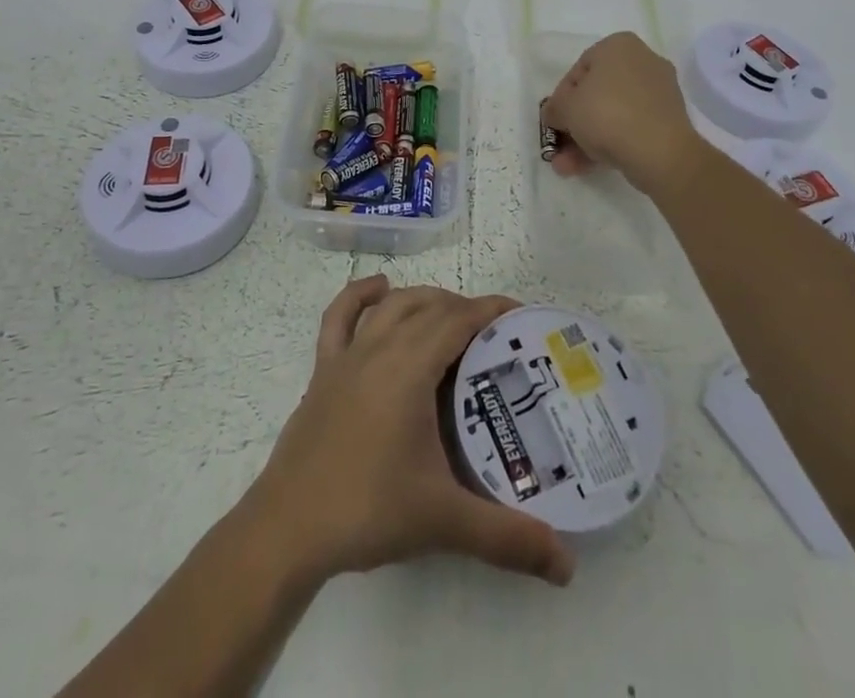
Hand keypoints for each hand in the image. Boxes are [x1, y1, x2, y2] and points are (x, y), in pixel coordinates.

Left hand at [244, 275, 574, 587]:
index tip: (520, 315)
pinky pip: (339, 317)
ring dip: (423, 300)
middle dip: (465, 309)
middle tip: (495, 336)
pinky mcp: (323, 371)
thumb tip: (567, 565)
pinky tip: (378, 289)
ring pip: (391, 306)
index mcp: (409, 368)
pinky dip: (360, 295)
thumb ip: (507, 538)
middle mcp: (379, 348)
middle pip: (428, 308)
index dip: (490, 311)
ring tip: (450, 314)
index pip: (458, 320)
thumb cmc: (367, 510)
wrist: (288, 527)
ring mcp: (346, 356)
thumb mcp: (443, 521)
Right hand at [541, 31, 707, 198]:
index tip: (554, 119)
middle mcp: (643, 61)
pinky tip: (587, 168)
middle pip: (597, 94)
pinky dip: (610, 143)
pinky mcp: (669, 120)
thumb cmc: (607, 114)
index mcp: (618, 45)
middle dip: (575, 123)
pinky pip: (631, 127)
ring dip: (587, 139)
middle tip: (560, 144)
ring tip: (566, 166)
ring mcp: (659, 92)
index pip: (579, 69)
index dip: (561, 97)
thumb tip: (555, 115)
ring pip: (613, 114)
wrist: (660, 152)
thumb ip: (554, 108)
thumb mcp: (565, 108)